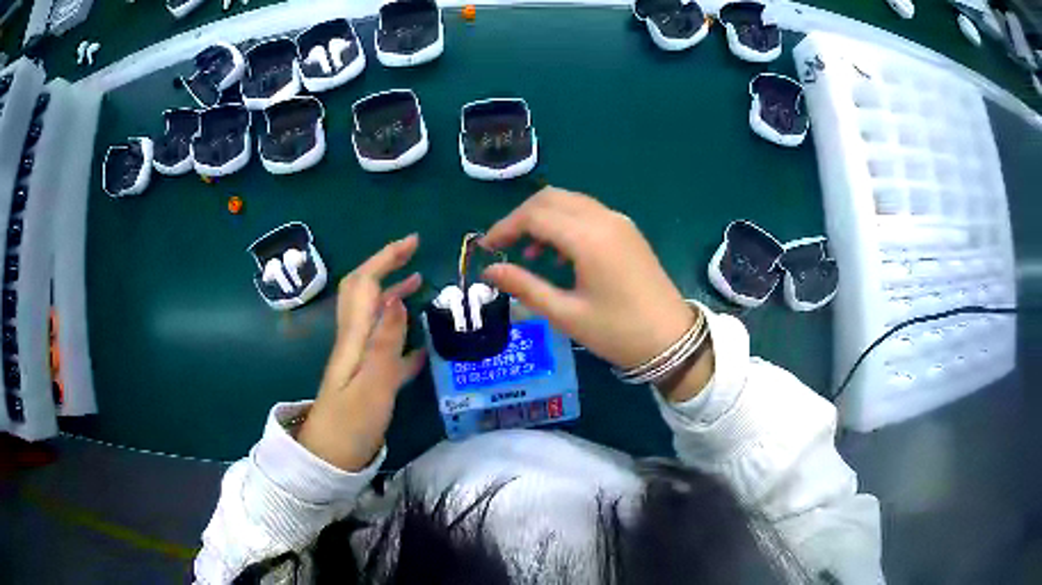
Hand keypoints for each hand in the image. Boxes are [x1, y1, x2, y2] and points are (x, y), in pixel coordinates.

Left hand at [297, 235, 426, 471]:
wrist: (328, 460)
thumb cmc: (350, 425)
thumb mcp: (372, 384)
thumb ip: (385, 342)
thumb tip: (396, 297)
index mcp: (353, 338)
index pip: (365, 283)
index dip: (385, 258)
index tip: (413, 242)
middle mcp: (353, 342)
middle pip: (365, 293)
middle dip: (386, 268)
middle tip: (416, 256)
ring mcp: (360, 361)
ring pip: (376, 318)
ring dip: (395, 297)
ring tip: (421, 286)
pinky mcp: (368, 380)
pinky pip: (386, 349)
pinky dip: (404, 338)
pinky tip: (424, 346)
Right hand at [481, 187, 694, 370]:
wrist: (672, 340)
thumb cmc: (618, 332)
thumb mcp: (566, 314)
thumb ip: (525, 287)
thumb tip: (489, 271)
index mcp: (588, 238)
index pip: (534, 215)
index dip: (505, 227)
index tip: (486, 248)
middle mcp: (604, 219)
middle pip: (551, 198)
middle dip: (522, 217)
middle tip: (504, 246)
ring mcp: (619, 222)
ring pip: (570, 202)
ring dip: (544, 218)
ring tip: (528, 254)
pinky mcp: (627, 231)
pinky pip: (588, 213)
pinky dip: (565, 223)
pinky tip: (559, 255)